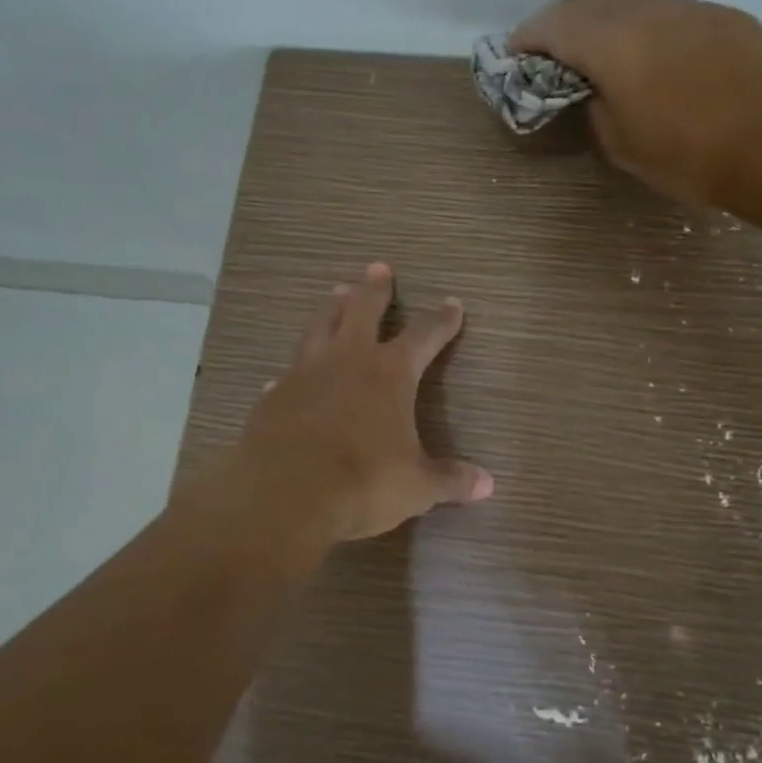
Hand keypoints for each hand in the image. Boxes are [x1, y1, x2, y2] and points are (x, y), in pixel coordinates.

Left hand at [224, 263, 492, 562]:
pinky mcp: (274, 395)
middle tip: (379, 268)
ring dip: (332, 308)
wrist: (285, 495)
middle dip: (375, 290)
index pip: (424, 335)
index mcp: (390, 373)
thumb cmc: (363, 482)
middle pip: (363, 310)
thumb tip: (488, 485)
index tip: (452, 303)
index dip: (441, 319)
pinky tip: (288, 372)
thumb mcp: (416, 486)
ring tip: (337, 291)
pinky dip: (294, 368)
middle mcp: (348, 360)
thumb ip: (450, 480)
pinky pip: (288, 372)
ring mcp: (306, 373)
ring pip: (320, 326)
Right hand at [510, 0, 761, 208]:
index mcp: (613, 42)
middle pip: (591, 1)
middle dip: (563, 21)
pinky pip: (674, 14)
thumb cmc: (690, 157)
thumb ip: (597, 107)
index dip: (528, 36)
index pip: (554, 24)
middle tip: (554, 50)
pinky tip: (661, 59)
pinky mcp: (727, 18)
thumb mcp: (622, 145)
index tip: (515, 53)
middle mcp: (648, 11)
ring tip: (606, 52)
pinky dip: (651, 29)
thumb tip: (598, 90)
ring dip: (609, 21)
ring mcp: (692, 9)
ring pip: (635, 1)